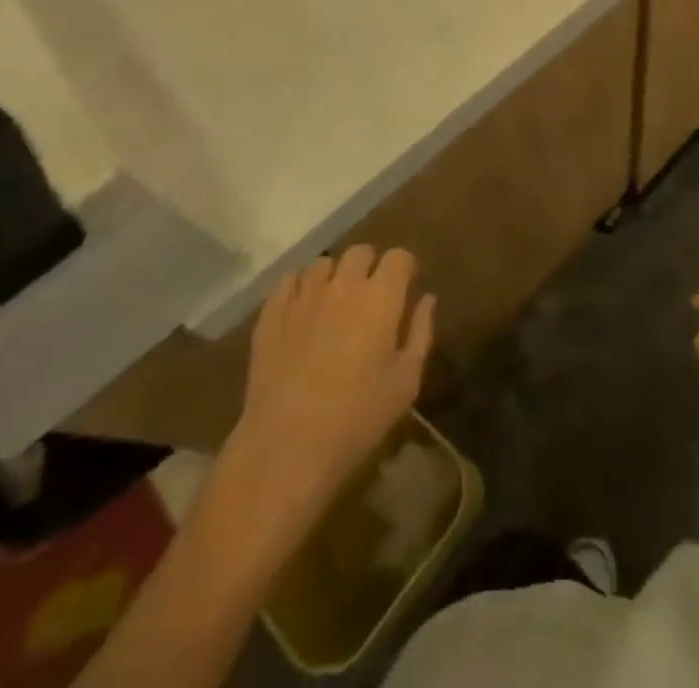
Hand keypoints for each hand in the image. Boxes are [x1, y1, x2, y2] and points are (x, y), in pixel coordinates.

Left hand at [208, 247, 434, 557]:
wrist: (287, 447)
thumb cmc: (357, 418)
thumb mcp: (406, 382)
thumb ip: (420, 332)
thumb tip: (426, 299)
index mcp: (380, 297)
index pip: (398, 257)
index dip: (404, 268)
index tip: (404, 288)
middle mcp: (343, 285)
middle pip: (361, 252)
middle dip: (370, 267)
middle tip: (370, 297)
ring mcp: (304, 295)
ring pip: (323, 263)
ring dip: (334, 276)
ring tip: (334, 303)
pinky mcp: (272, 312)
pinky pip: (289, 280)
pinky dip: (300, 287)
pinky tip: (303, 310)